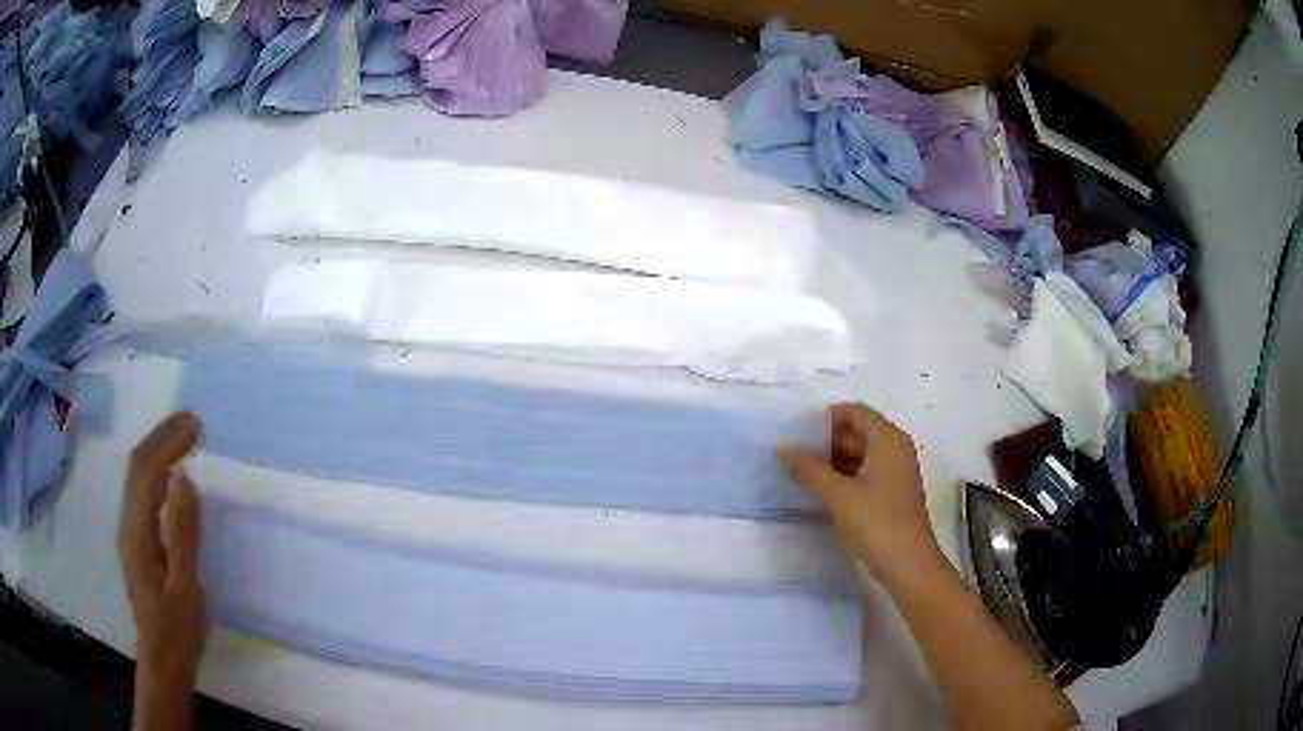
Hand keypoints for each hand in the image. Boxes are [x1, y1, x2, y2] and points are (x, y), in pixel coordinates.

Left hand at [117, 412, 206, 687]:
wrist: (162, 661)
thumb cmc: (176, 630)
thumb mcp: (185, 588)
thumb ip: (182, 535)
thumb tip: (183, 479)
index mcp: (138, 532)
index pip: (149, 472)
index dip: (169, 443)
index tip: (195, 425)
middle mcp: (128, 523)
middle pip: (138, 465)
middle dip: (162, 436)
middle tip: (192, 420)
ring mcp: (131, 532)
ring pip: (138, 475)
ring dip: (158, 448)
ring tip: (183, 436)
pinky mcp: (138, 541)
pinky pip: (144, 491)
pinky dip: (157, 469)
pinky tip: (171, 474)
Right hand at [779, 403, 944, 586]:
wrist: (908, 564)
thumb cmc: (876, 522)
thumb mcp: (838, 495)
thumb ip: (810, 468)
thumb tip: (783, 448)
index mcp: (888, 440)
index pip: (856, 411)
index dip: (827, 417)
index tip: (798, 431)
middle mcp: (896, 449)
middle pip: (859, 431)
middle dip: (827, 440)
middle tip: (794, 452)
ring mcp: (896, 472)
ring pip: (862, 453)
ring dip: (834, 460)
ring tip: (802, 471)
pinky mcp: (893, 493)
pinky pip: (867, 472)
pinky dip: (845, 476)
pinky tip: (822, 490)